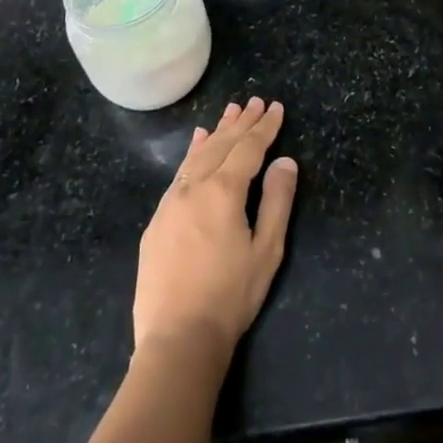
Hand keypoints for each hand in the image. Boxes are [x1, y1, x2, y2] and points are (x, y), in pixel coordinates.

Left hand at [134, 98, 297, 364]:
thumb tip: (285, 161)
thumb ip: (277, 201)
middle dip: (241, 123)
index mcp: (223, 191)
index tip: (275, 107)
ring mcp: (170, 203)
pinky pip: (178, 174)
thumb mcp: (266, 251)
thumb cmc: (230, 297)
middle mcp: (193, 187)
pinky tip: (196, 145)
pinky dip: (192, 154)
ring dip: (216, 133)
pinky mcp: (157, 222)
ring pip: (197, 156)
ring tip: (229, 113)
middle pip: (221, 145)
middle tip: (255, 101)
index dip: (264, 127)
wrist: (177, 340)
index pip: (248, 148)